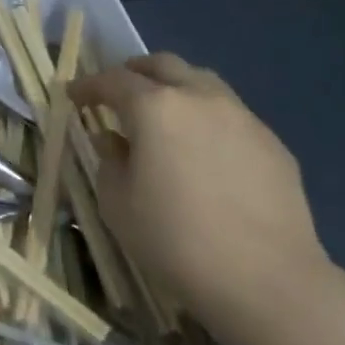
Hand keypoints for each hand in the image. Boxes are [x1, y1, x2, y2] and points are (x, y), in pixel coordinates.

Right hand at [69, 53, 330, 339]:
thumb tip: (114, 141)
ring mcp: (242, 117)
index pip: (114, 81)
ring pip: (202, 82)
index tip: (73, 95)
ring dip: (175, 88)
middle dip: (135, 72)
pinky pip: (230, 115)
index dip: (88, 85)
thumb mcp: (118, 204)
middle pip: (163, 65)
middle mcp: (200, 98)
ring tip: (162, 115)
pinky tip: (203, 151)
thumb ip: (110, 162)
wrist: (266, 279)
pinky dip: (206, 118)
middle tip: (117, 92)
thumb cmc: (175, 240)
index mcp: (156, 108)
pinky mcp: (272, 143)